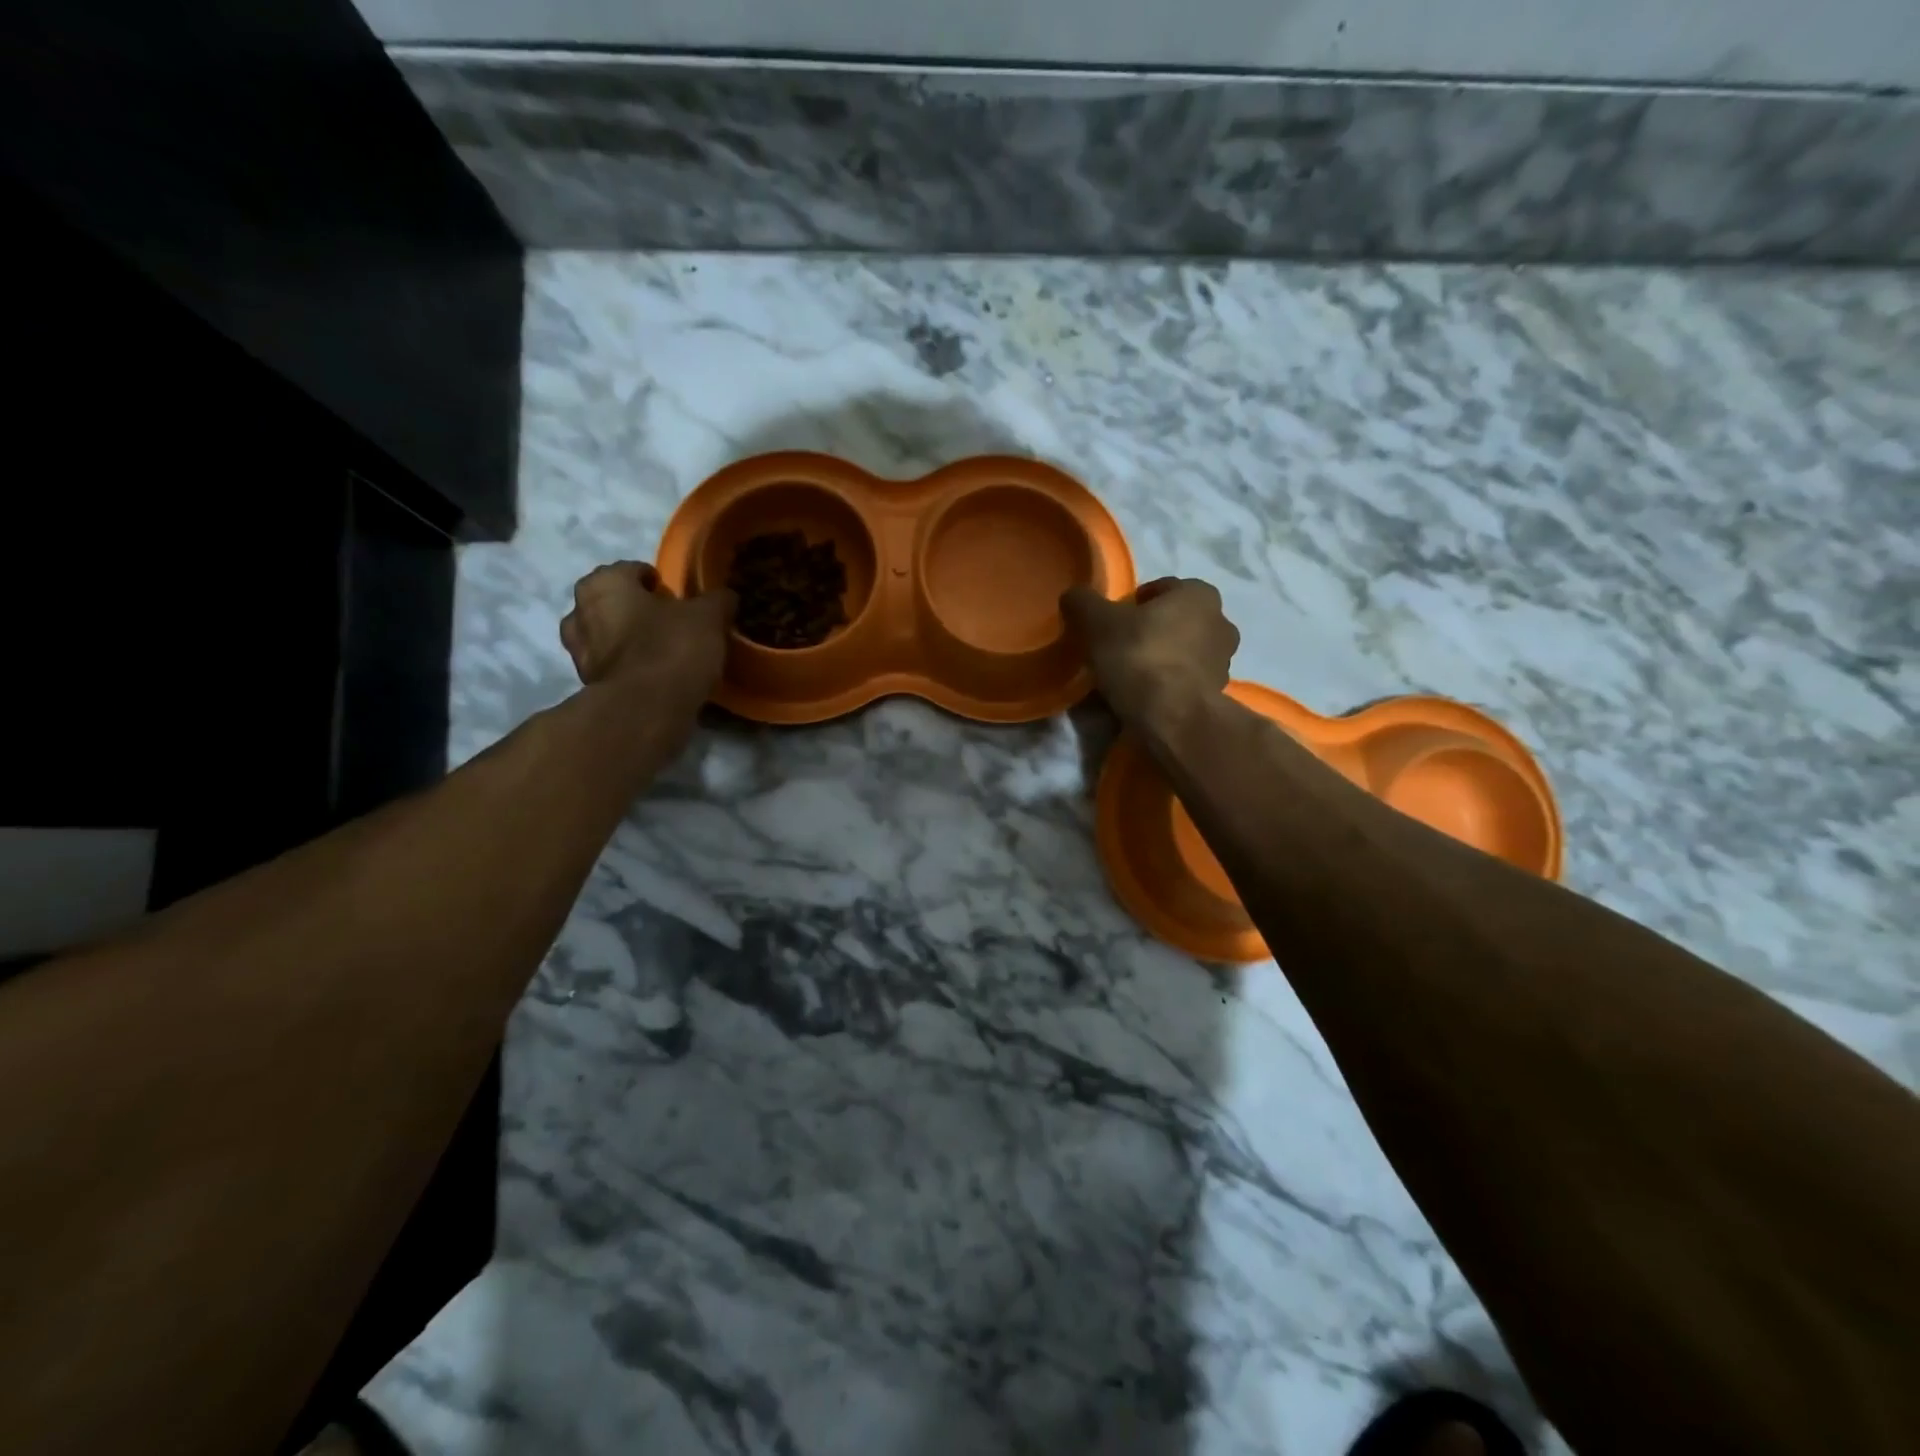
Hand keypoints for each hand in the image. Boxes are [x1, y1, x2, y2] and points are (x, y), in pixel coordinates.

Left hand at [559, 562, 734, 702]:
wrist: (646, 710)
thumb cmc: (672, 647)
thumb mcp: (708, 617)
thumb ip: (716, 600)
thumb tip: (725, 596)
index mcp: (603, 584)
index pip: (630, 570)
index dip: (656, 580)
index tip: (677, 596)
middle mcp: (580, 613)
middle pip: (612, 602)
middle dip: (635, 608)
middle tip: (668, 621)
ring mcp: (579, 652)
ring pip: (606, 635)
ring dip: (627, 639)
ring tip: (660, 650)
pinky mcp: (587, 685)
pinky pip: (611, 666)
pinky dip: (628, 666)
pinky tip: (654, 675)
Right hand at [1061, 577, 1239, 727]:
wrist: (1172, 717)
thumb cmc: (1139, 656)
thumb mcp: (1097, 623)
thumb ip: (1083, 602)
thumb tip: (1074, 596)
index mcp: (1199, 594)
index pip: (1162, 589)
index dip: (1134, 604)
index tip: (1113, 623)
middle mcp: (1221, 622)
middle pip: (1175, 621)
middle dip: (1151, 631)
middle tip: (1119, 648)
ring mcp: (1223, 661)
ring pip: (1182, 652)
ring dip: (1161, 659)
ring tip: (1130, 678)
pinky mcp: (1218, 695)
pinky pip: (1185, 681)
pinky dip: (1168, 685)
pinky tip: (1144, 698)